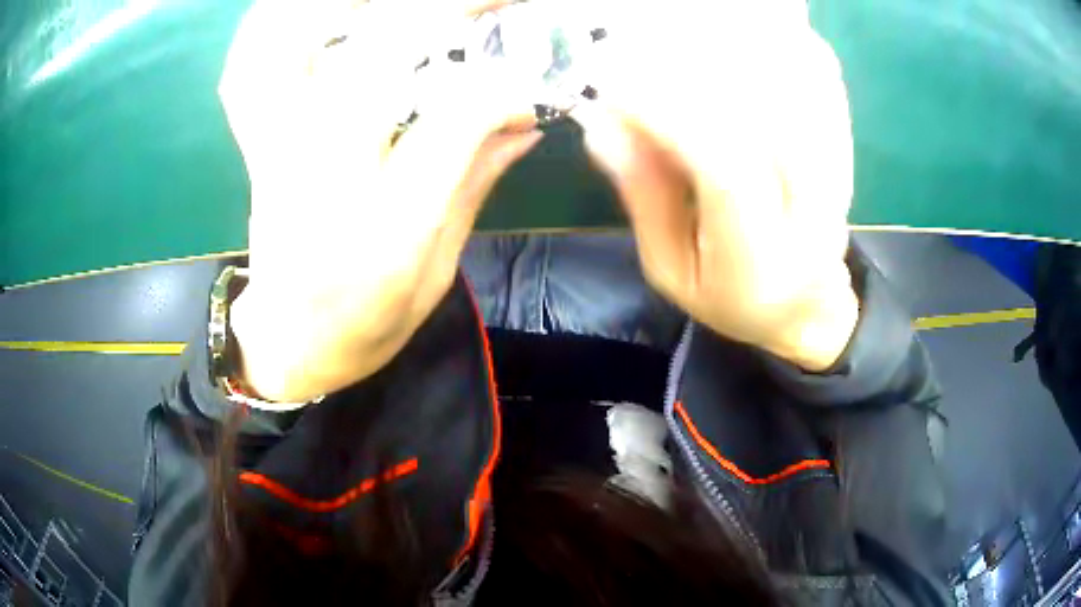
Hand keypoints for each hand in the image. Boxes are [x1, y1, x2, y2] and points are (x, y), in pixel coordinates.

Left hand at [219, 0, 540, 402]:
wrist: (288, 347)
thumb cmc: (366, 325)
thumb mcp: (436, 271)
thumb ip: (474, 184)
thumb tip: (524, 121)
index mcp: (386, 234)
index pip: (448, 129)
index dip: (496, 91)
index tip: (525, 89)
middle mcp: (322, 186)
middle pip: (367, 69)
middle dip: (434, 14)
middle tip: (483, 3)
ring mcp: (276, 160)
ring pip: (287, 57)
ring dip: (334, 10)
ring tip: (376, 1)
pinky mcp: (254, 149)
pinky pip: (247, 74)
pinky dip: (270, 26)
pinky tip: (308, 10)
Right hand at [577, 1, 857, 370]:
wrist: (806, 309)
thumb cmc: (731, 298)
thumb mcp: (671, 269)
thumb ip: (645, 198)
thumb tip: (601, 125)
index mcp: (760, 262)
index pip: (724, 170)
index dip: (668, 116)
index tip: (612, 84)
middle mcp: (811, 216)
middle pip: (766, 116)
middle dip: (699, 69)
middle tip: (639, 48)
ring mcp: (838, 180)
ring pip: (798, 90)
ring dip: (742, 50)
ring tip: (687, 36)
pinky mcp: (846, 155)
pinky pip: (823, 86)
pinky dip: (789, 52)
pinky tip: (754, 35)